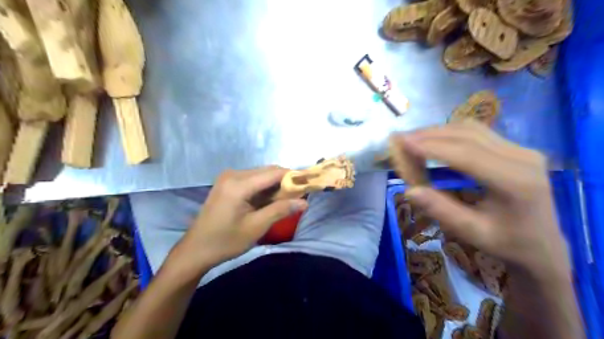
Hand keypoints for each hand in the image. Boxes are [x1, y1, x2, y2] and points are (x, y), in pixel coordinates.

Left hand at [172, 167, 308, 271]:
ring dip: (275, 185)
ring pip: (261, 175)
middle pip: (267, 171)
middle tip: (298, 197)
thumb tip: (304, 202)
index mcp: (239, 184)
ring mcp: (228, 177)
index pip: (274, 173)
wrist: (195, 250)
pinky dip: (264, 188)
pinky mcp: (227, 183)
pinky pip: (252, 180)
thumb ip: (280, 210)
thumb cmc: (225, 241)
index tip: (308, 184)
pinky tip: (269, 201)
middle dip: (285, 181)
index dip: (293, 176)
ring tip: (285, 201)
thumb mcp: (256, 227)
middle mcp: (233, 174)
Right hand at [392, 122, 571, 277]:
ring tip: (413, 138)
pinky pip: (478, 132)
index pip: (466, 154)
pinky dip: (450, 133)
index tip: (403, 142)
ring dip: (439, 131)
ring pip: (471, 129)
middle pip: (467, 135)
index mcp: (514, 182)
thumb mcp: (471, 232)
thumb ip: (440, 209)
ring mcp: (522, 149)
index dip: (431, 147)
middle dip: (429, 135)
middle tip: (401, 138)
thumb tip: (409, 190)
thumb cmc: (506, 243)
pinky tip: (434, 140)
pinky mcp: (517, 148)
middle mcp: (522, 158)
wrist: (543, 245)